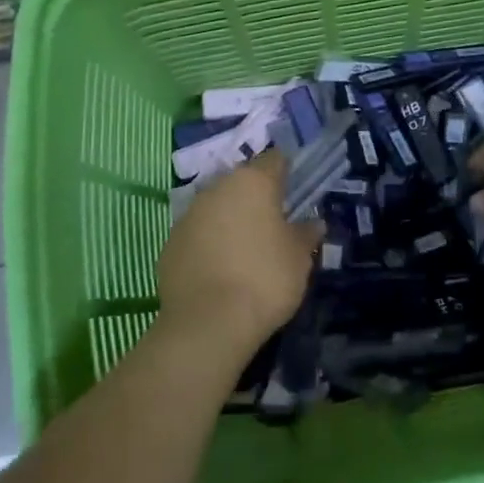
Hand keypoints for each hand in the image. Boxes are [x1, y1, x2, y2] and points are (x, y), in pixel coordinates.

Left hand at [158, 150, 319, 352]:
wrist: (208, 323)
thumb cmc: (265, 279)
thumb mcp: (299, 258)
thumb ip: (306, 234)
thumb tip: (313, 222)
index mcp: (253, 182)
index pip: (274, 160)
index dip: (286, 172)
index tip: (294, 191)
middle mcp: (217, 188)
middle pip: (242, 182)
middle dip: (256, 198)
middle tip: (271, 224)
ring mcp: (189, 214)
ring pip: (216, 207)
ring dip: (230, 219)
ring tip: (245, 250)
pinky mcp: (170, 242)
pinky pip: (197, 234)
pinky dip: (208, 243)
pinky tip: (219, 269)